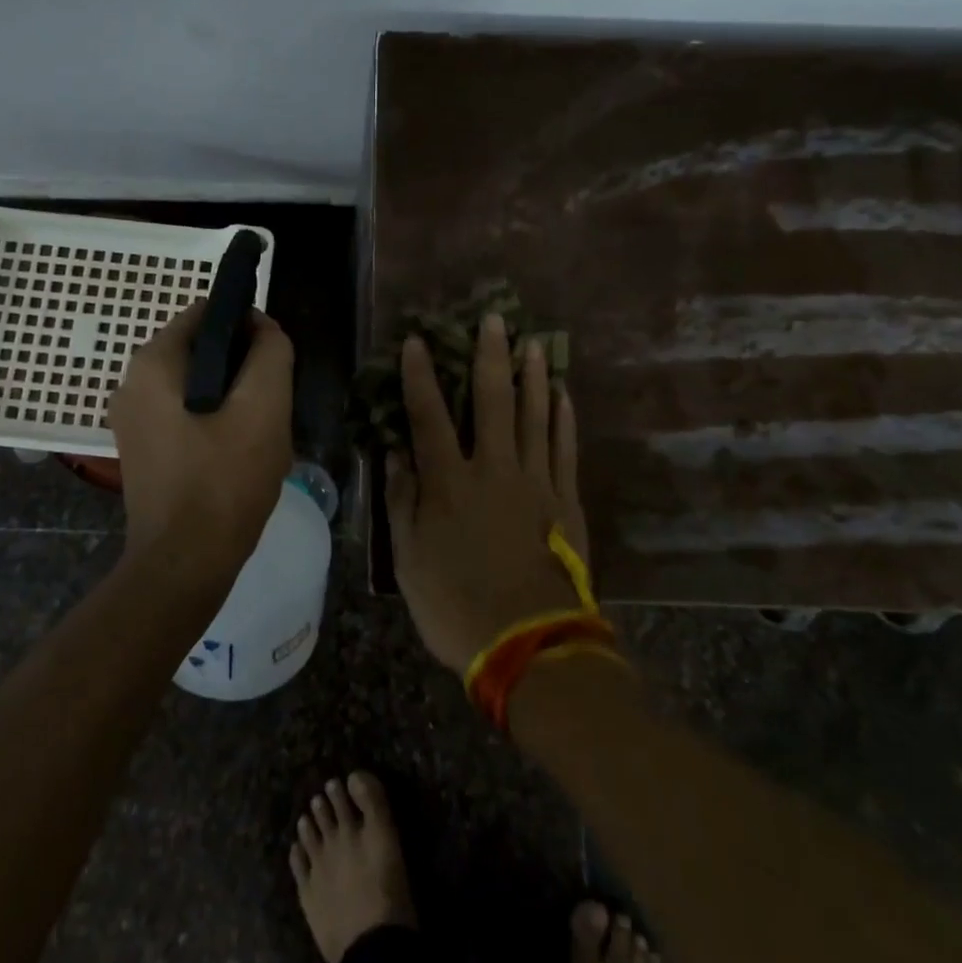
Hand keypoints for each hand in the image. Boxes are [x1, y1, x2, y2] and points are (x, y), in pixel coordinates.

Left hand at [108, 300, 294, 583]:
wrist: (184, 564)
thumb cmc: (224, 480)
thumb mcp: (264, 407)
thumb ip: (270, 353)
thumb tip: (263, 327)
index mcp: (153, 363)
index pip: (206, 312)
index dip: (247, 324)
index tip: (274, 359)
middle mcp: (132, 383)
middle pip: (202, 350)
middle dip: (242, 369)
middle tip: (271, 406)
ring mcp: (133, 420)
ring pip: (198, 386)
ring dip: (233, 400)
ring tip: (258, 436)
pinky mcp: (142, 450)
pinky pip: (186, 416)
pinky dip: (214, 424)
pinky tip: (238, 456)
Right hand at [389, 313, 587, 673]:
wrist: (529, 644)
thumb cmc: (455, 603)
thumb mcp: (408, 558)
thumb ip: (402, 500)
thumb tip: (395, 452)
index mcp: (449, 482)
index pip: (429, 415)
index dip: (420, 376)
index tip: (416, 341)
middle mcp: (493, 468)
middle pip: (492, 401)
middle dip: (490, 356)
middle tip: (495, 318)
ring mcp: (535, 482)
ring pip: (535, 416)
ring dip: (533, 376)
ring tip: (533, 343)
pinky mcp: (566, 500)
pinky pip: (565, 448)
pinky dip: (563, 418)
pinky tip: (563, 394)